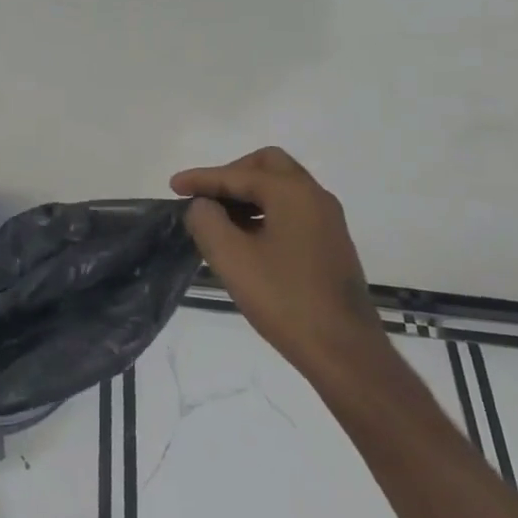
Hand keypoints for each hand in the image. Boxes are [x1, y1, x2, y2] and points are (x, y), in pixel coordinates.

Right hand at [170, 148, 383, 380]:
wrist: (344, 351)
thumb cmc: (284, 299)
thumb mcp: (231, 257)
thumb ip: (206, 220)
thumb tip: (203, 206)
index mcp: (293, 193)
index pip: (238, 174)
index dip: (201, 178)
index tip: (173, 186)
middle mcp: (315, 197)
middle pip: (268, 166)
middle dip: (232, 175)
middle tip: (205, 196)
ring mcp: (328, 221)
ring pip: (282, 188)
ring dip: (248, 195)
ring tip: (219, 220)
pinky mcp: (331, 244)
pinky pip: (292, 210)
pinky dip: (265, 212)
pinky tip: (246, 240)